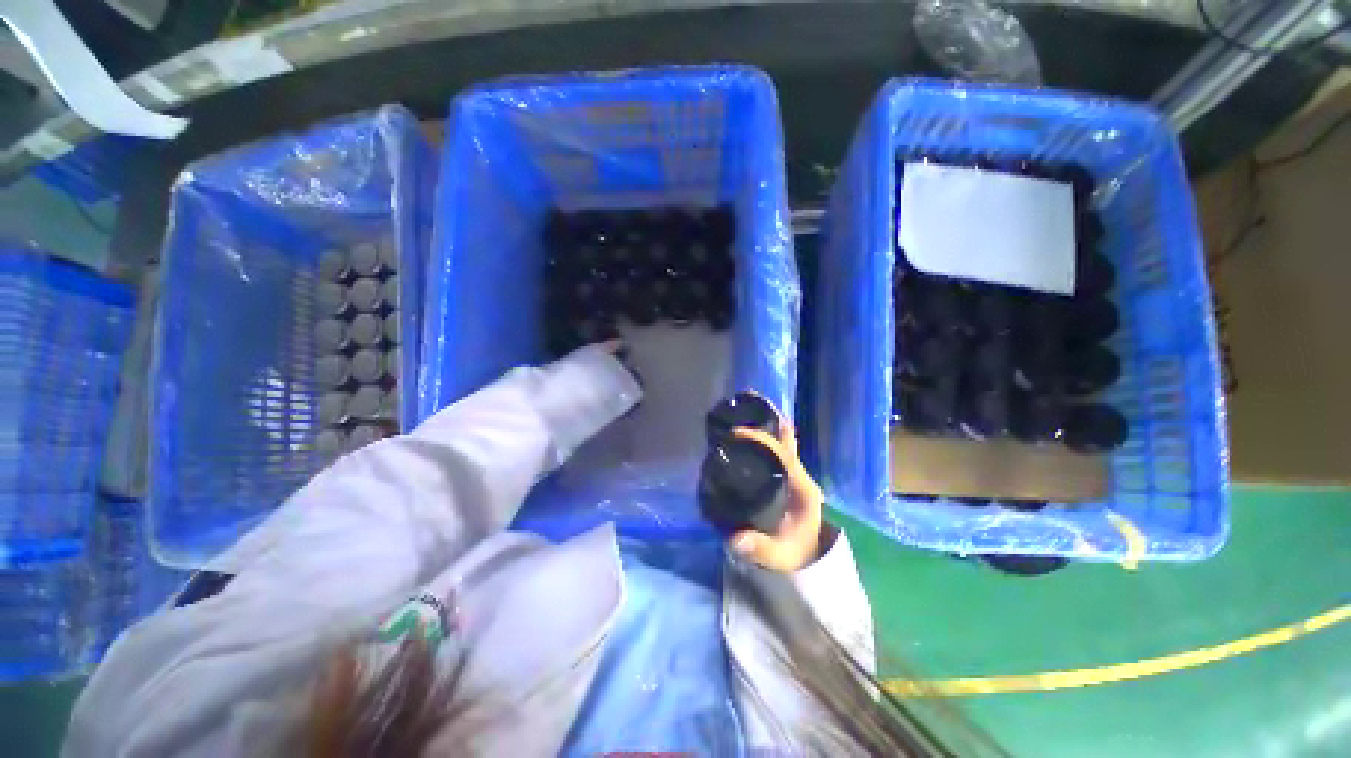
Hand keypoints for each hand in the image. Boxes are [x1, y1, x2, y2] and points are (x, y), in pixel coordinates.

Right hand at [728, 416, 826, 573]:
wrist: (805, 556)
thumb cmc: (794, 553)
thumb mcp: (779, 555)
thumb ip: (759, 548)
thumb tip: (735, 539)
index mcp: (802, 486)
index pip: (783, 453)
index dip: (761, 439)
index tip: (736, 433)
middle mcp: (799, 473)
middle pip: (785, 438)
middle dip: (766, 419)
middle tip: (743, 402)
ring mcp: (793, 472)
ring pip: (780, 440)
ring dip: (764, 423)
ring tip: (742, 407)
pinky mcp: (784, 474)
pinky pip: (773, 448)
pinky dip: (761, 435)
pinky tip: (743, 430)